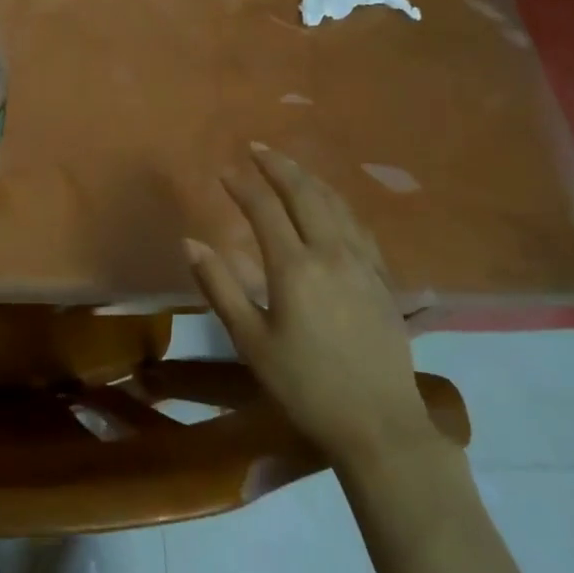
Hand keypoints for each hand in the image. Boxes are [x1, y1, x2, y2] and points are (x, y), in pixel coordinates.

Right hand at [186, 143, 433, 463]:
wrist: (380, 425)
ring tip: (289, 165)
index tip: (224, 170)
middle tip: (257, 147)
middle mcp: (332, 253)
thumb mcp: (251, 341)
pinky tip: (332, 204)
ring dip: (310, 178)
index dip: (243, 186)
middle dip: (279, 166)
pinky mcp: (383, 279)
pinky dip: (338, 203)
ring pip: (336, 204)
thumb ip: (219, 287)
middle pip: (305, 194)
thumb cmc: (305, 386)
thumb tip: (190, 243)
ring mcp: (364, 264)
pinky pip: (359, 225)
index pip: (265, 210)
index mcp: (295, 268)